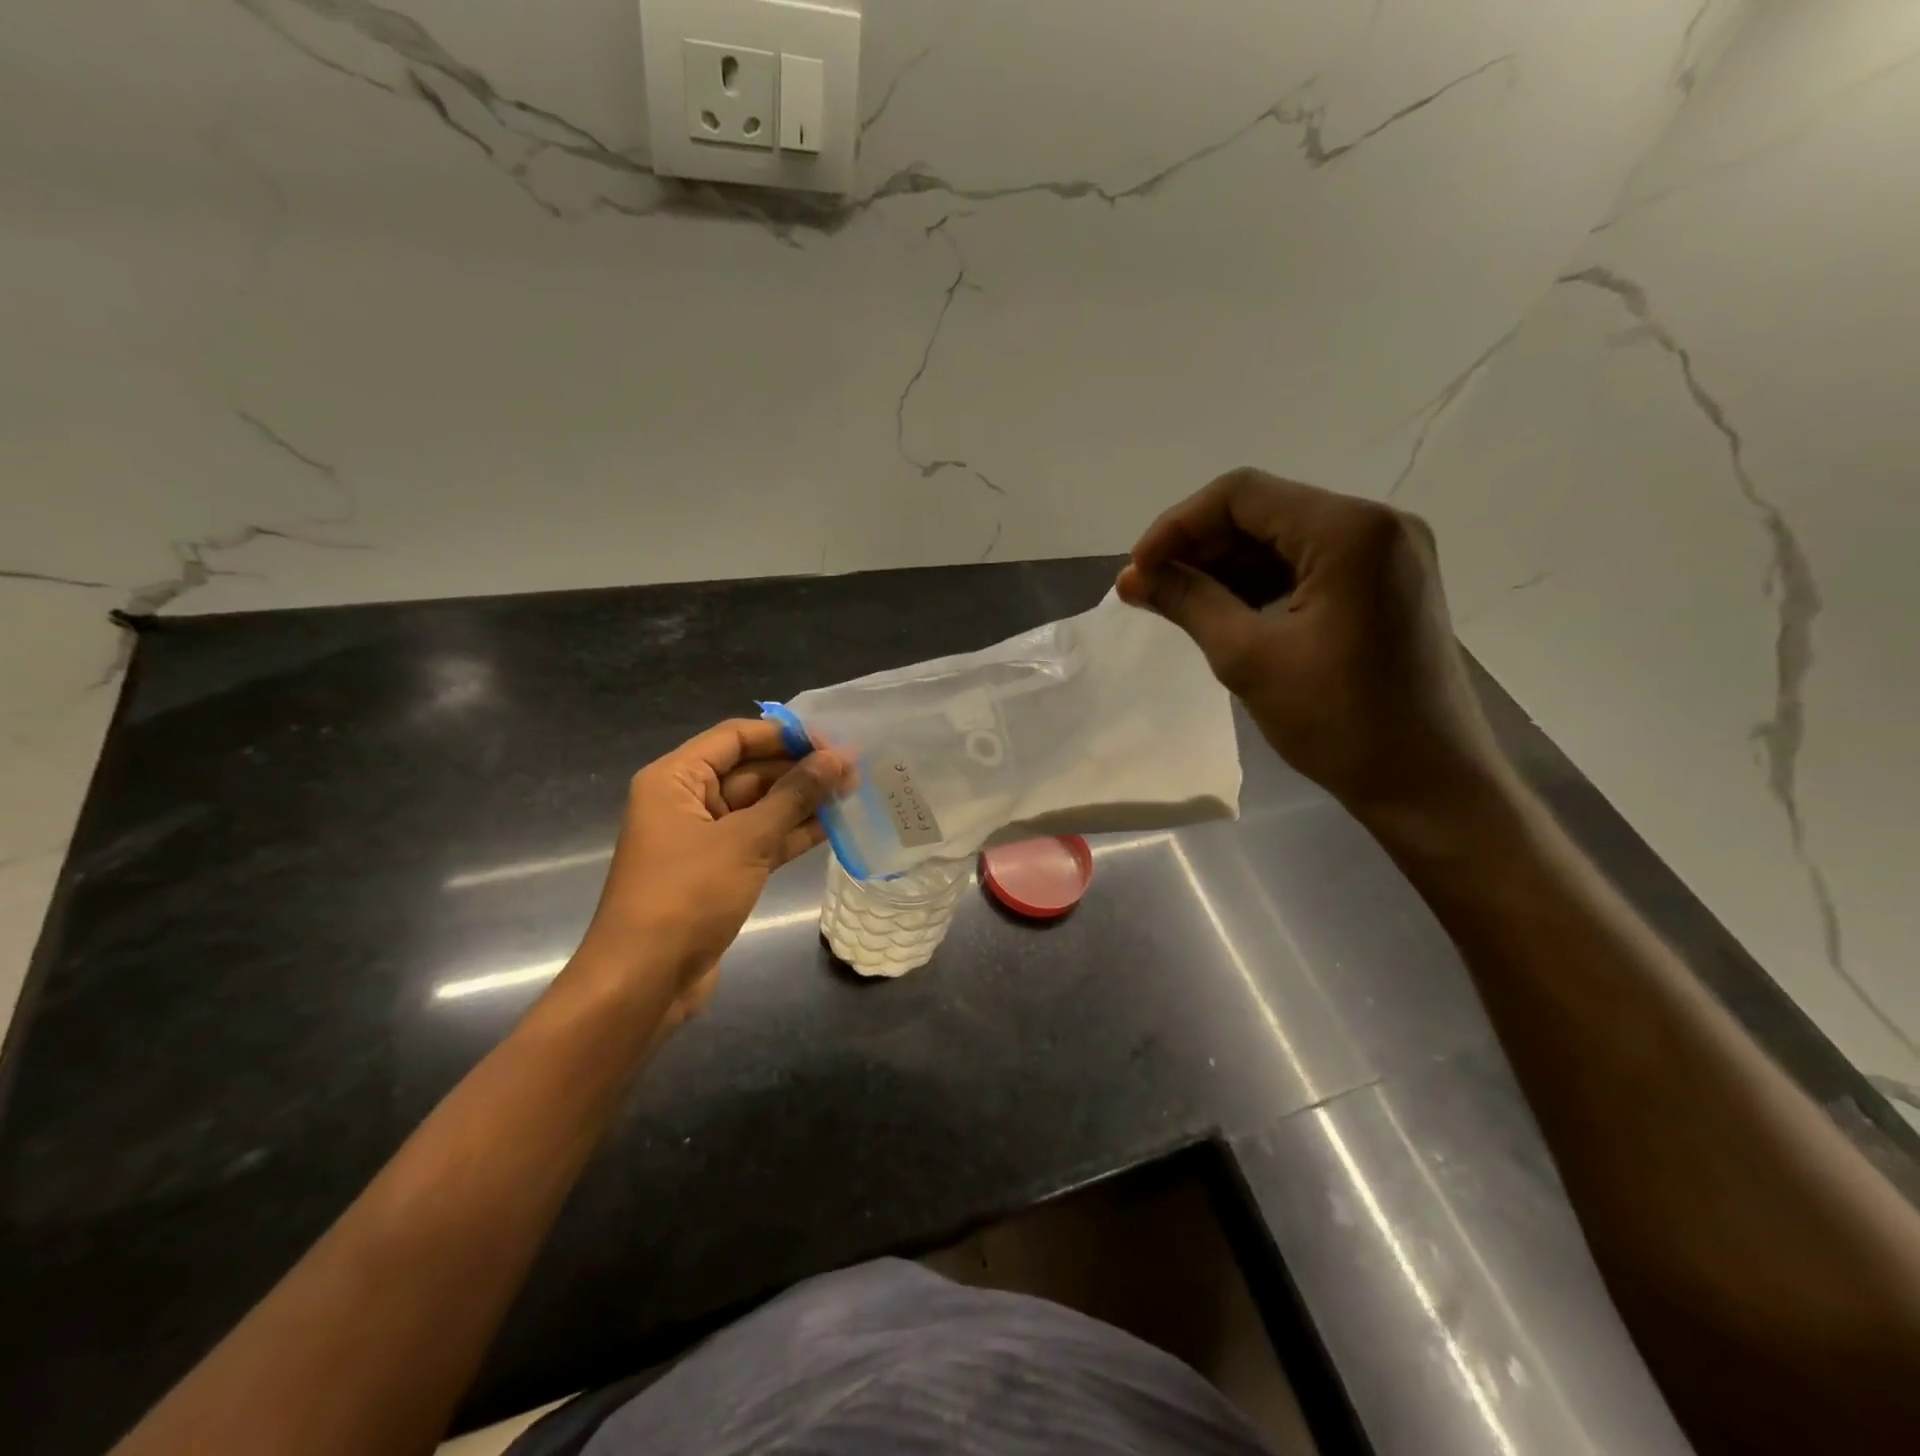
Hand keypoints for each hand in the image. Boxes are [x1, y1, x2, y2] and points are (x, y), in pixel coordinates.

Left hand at [574, 720, 841, 1024]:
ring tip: (853, 794)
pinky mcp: (720, 871)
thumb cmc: (687, 896)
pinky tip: (833, 827)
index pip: (736, 737)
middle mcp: (687, 801)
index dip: (785, 736)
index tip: (832, 743)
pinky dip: (792, 833)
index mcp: (676, 779)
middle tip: (854, 772)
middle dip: (800, 770)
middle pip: (750, 770)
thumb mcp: (745, 840)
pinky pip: (761, 839)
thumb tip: (836, 758)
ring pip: (760, 807)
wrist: (645, 981)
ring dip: (802, 802)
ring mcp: (704, 838)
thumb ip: (794, 796)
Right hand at [1117, 468, 1504, 827]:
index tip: (1138, 571)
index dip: (1177, 526)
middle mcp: (1377, 524)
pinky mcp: (1387, 583)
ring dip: (1226, 566)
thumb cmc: (1339, 722)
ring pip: (1283, 538)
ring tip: (1179, 605)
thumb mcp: (1248, 658)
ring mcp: (1388, 553)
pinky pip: (1309, 564)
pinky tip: (1225, 613)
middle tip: (1151, 590)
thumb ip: (1187, 602)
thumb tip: (1131, 578)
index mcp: (1349, 530)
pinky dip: (1260, 582)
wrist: (1428, 783)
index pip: (1242, 495)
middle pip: (1264, 511)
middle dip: (1199, 547)